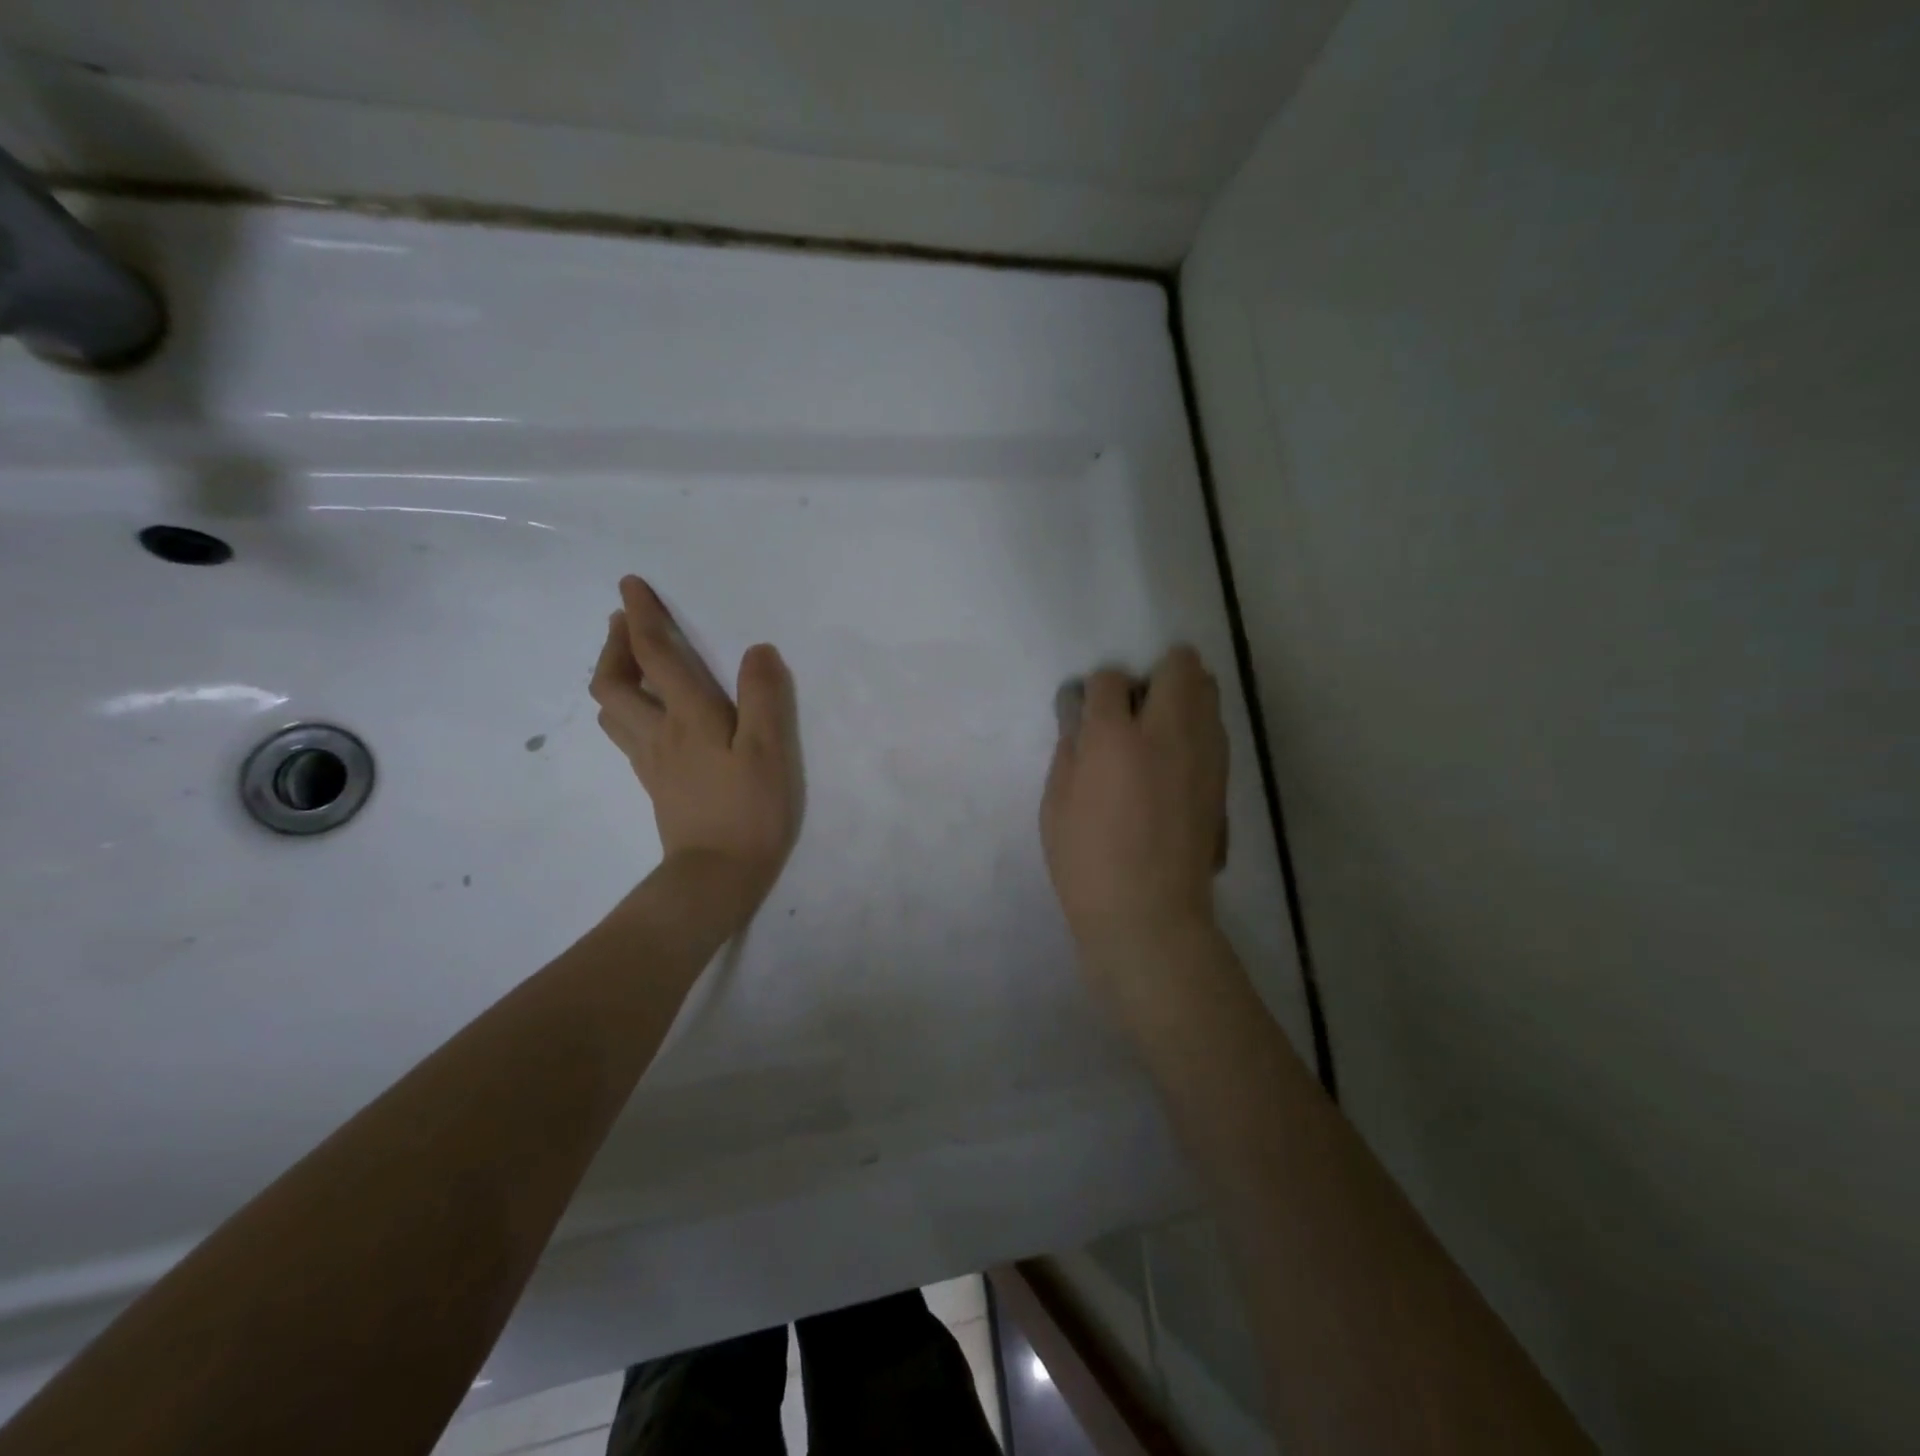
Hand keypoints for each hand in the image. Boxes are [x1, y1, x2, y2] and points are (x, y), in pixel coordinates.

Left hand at [591, 576, 801, 908]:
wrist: (716, 875)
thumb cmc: (750, 810)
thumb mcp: (769, 750)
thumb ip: (764, 697)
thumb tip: (757, 650)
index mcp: (688, 717)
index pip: (656, 655)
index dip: (642, 616)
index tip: (630, 585)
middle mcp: (659, 732)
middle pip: (614, 680)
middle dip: (616, 643)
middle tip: (626, 621)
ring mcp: (651, 760)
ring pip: (613, 708)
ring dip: (614, 674)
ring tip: (632, 661)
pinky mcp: (655, 783)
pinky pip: (626, 734)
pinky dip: (626, 708)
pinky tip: (646, 713)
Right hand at [1041, 647, 1227, 959]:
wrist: (1150, 914)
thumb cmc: (1087, 863)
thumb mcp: (1056, 804)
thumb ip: (1070, 749)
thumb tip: (1082, 718)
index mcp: (1115, 738)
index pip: (1109, 678)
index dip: (1096, 690)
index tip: (1089, 712)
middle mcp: (1168, 731)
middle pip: (1179, 665)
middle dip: (1154, 673)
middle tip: (1133, 708)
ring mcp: (1205, 753)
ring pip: (1208, 688)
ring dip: (1182, 694)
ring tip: (1157, 730)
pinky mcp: (1223, 778)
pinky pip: (1214, 727)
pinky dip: (1196, 727)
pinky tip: (1174, 762)